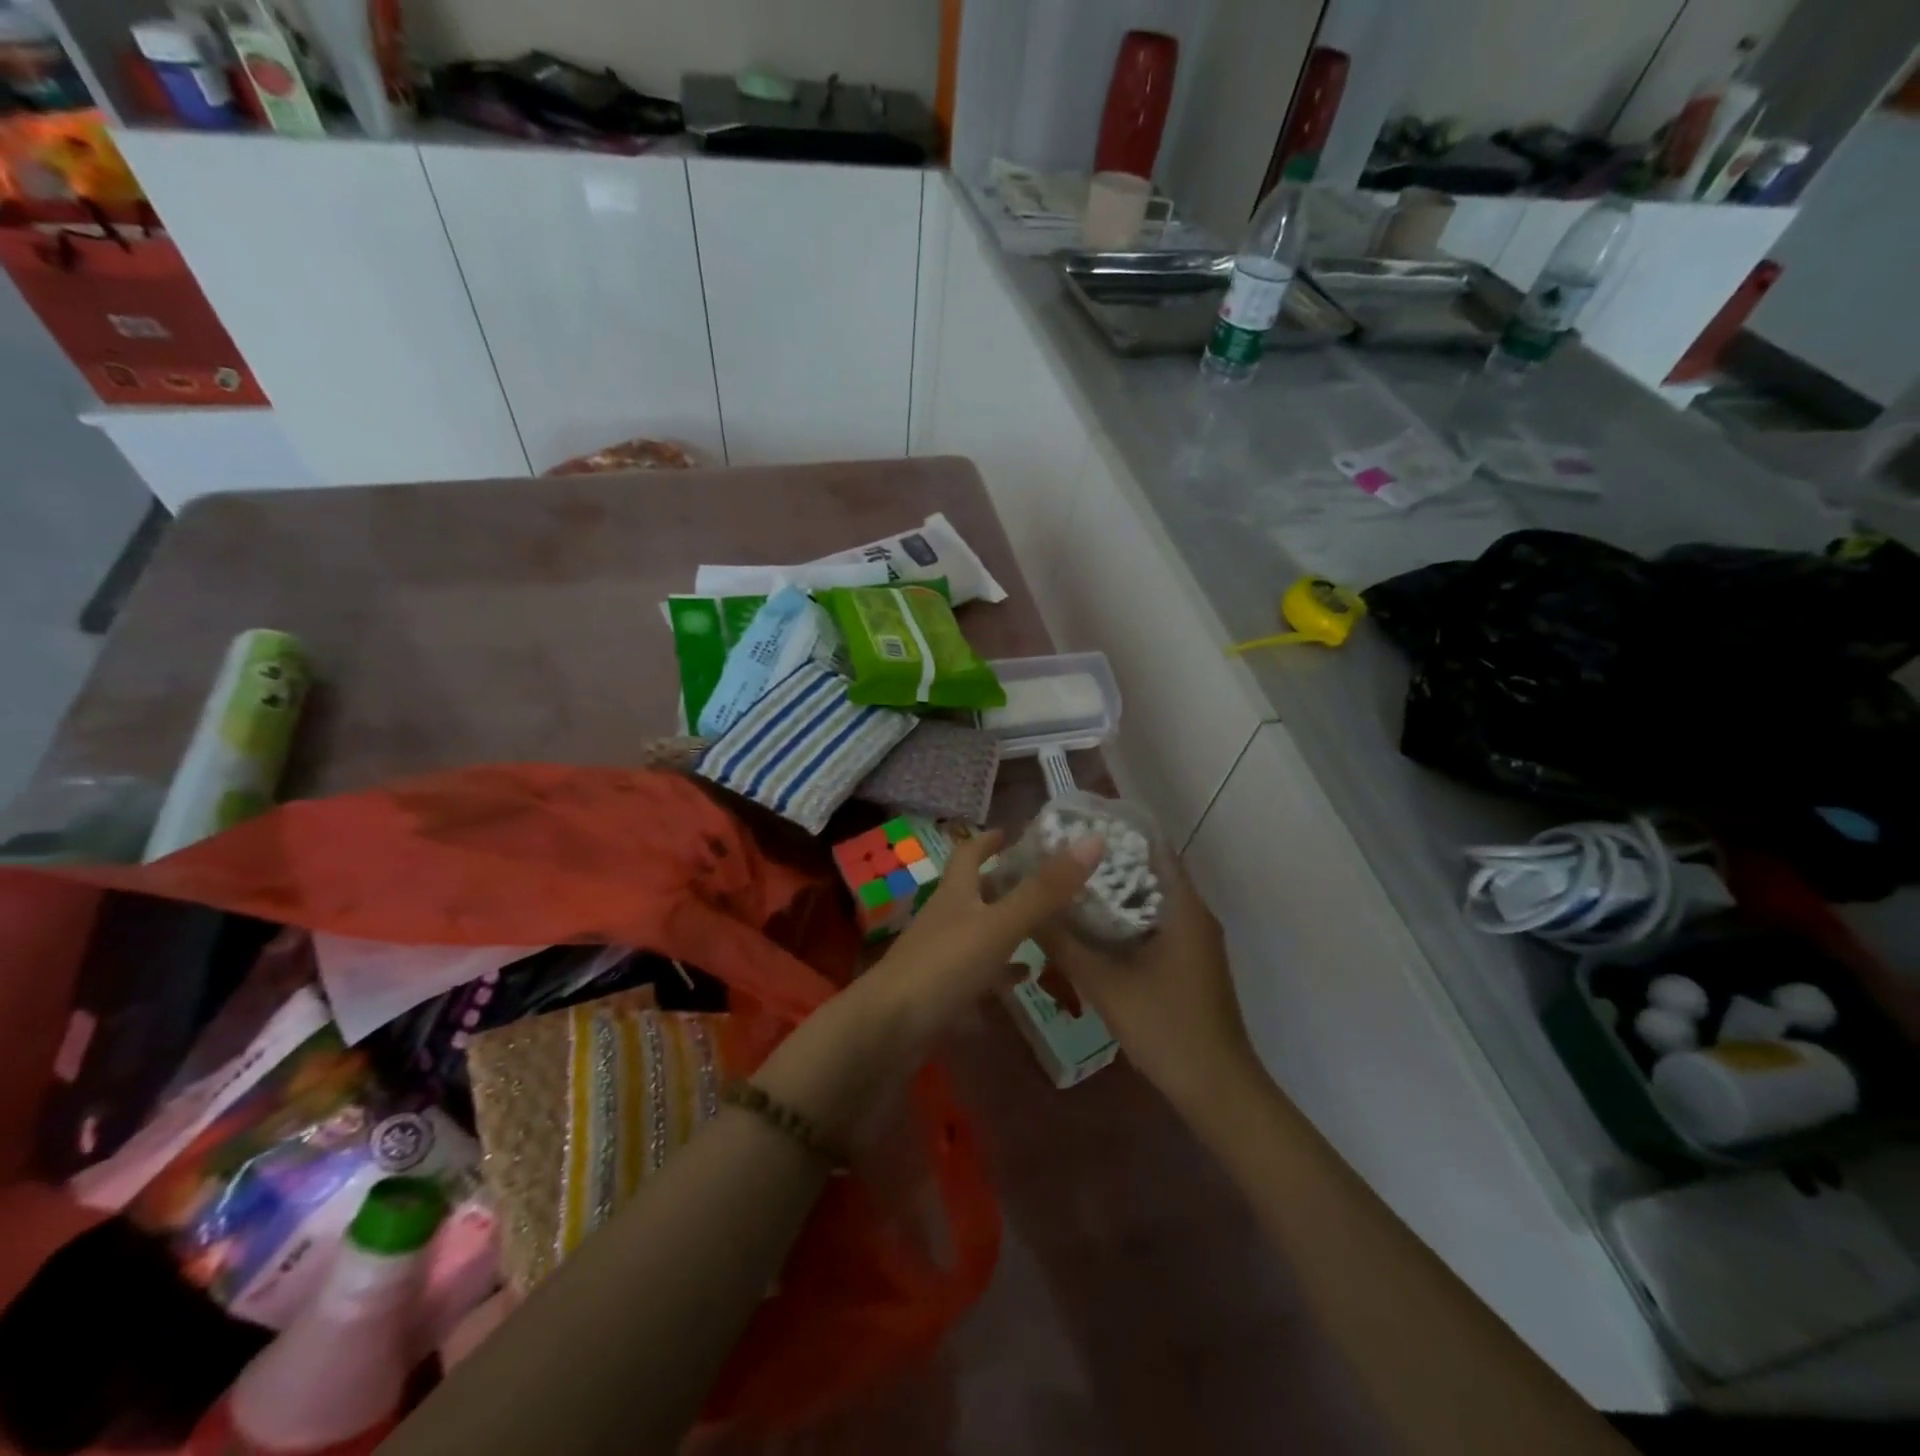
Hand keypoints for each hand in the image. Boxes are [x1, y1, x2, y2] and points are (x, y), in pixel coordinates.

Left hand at [867, 826, 1103, 1044]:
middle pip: (977, 891)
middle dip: (1007, 882)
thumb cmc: (945, 966)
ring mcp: (941, 954)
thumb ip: (1044, 889)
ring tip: (1048, 926)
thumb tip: (1093, 840)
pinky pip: (979, 971)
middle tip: (1048, 881)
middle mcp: (946, 916)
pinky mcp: (942, 989)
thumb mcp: (1000, 925)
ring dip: (1008, 925)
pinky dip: (1001, 969)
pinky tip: (1024, 976)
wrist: (889, 1030)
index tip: (1015, 833)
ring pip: (980, 930)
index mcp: (956, 892)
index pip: (969, 852)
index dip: (990, 840)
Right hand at [1037, 857, 1257, 1112]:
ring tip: (1069, 886)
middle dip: (1108, 863)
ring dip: (1116, 893)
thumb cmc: (1165, 1026)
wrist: (1217, 1088)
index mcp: (1184, 908)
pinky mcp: (1191, 963)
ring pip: (1152, 901)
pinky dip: (1127, 920)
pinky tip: (1093, 930)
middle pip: (1150, 872)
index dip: (1116, 833)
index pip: (1153, 847)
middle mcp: (1195, 915)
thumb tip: (1025, 909)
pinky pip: (1156, 925)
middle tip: (1061, 858)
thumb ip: (1063, 943)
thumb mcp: (1104, 984)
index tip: (1077, 827)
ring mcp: (1196, 942)